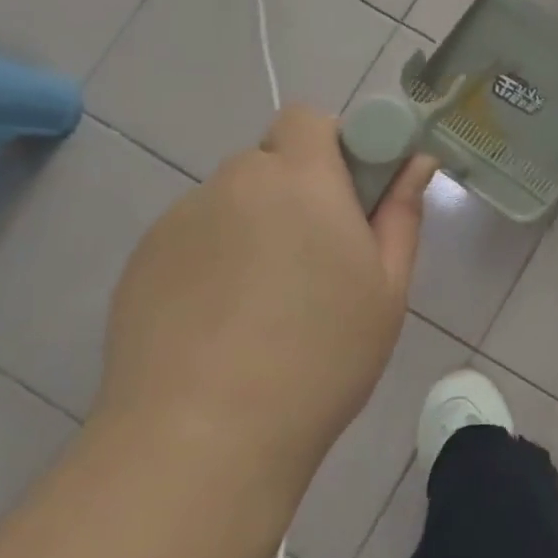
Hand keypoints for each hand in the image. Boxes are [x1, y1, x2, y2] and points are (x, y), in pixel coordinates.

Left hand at [96, 105, 437, 490]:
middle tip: (315, 258)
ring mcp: (179, 220)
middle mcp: (234, 183)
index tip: (349, 195)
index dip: (332, 145)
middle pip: (269, 161)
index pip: (309, 118)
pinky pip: (192, 238)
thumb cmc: (321, 356)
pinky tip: (219, 324)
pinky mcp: (140, 262)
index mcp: (300, 179)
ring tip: (263, 303)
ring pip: (230, 201)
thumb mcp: (387, 288)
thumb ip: (401, 213)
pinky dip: (211, 259)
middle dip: (295, 190)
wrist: (202, 439)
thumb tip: (417, 162)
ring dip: (253, 225)